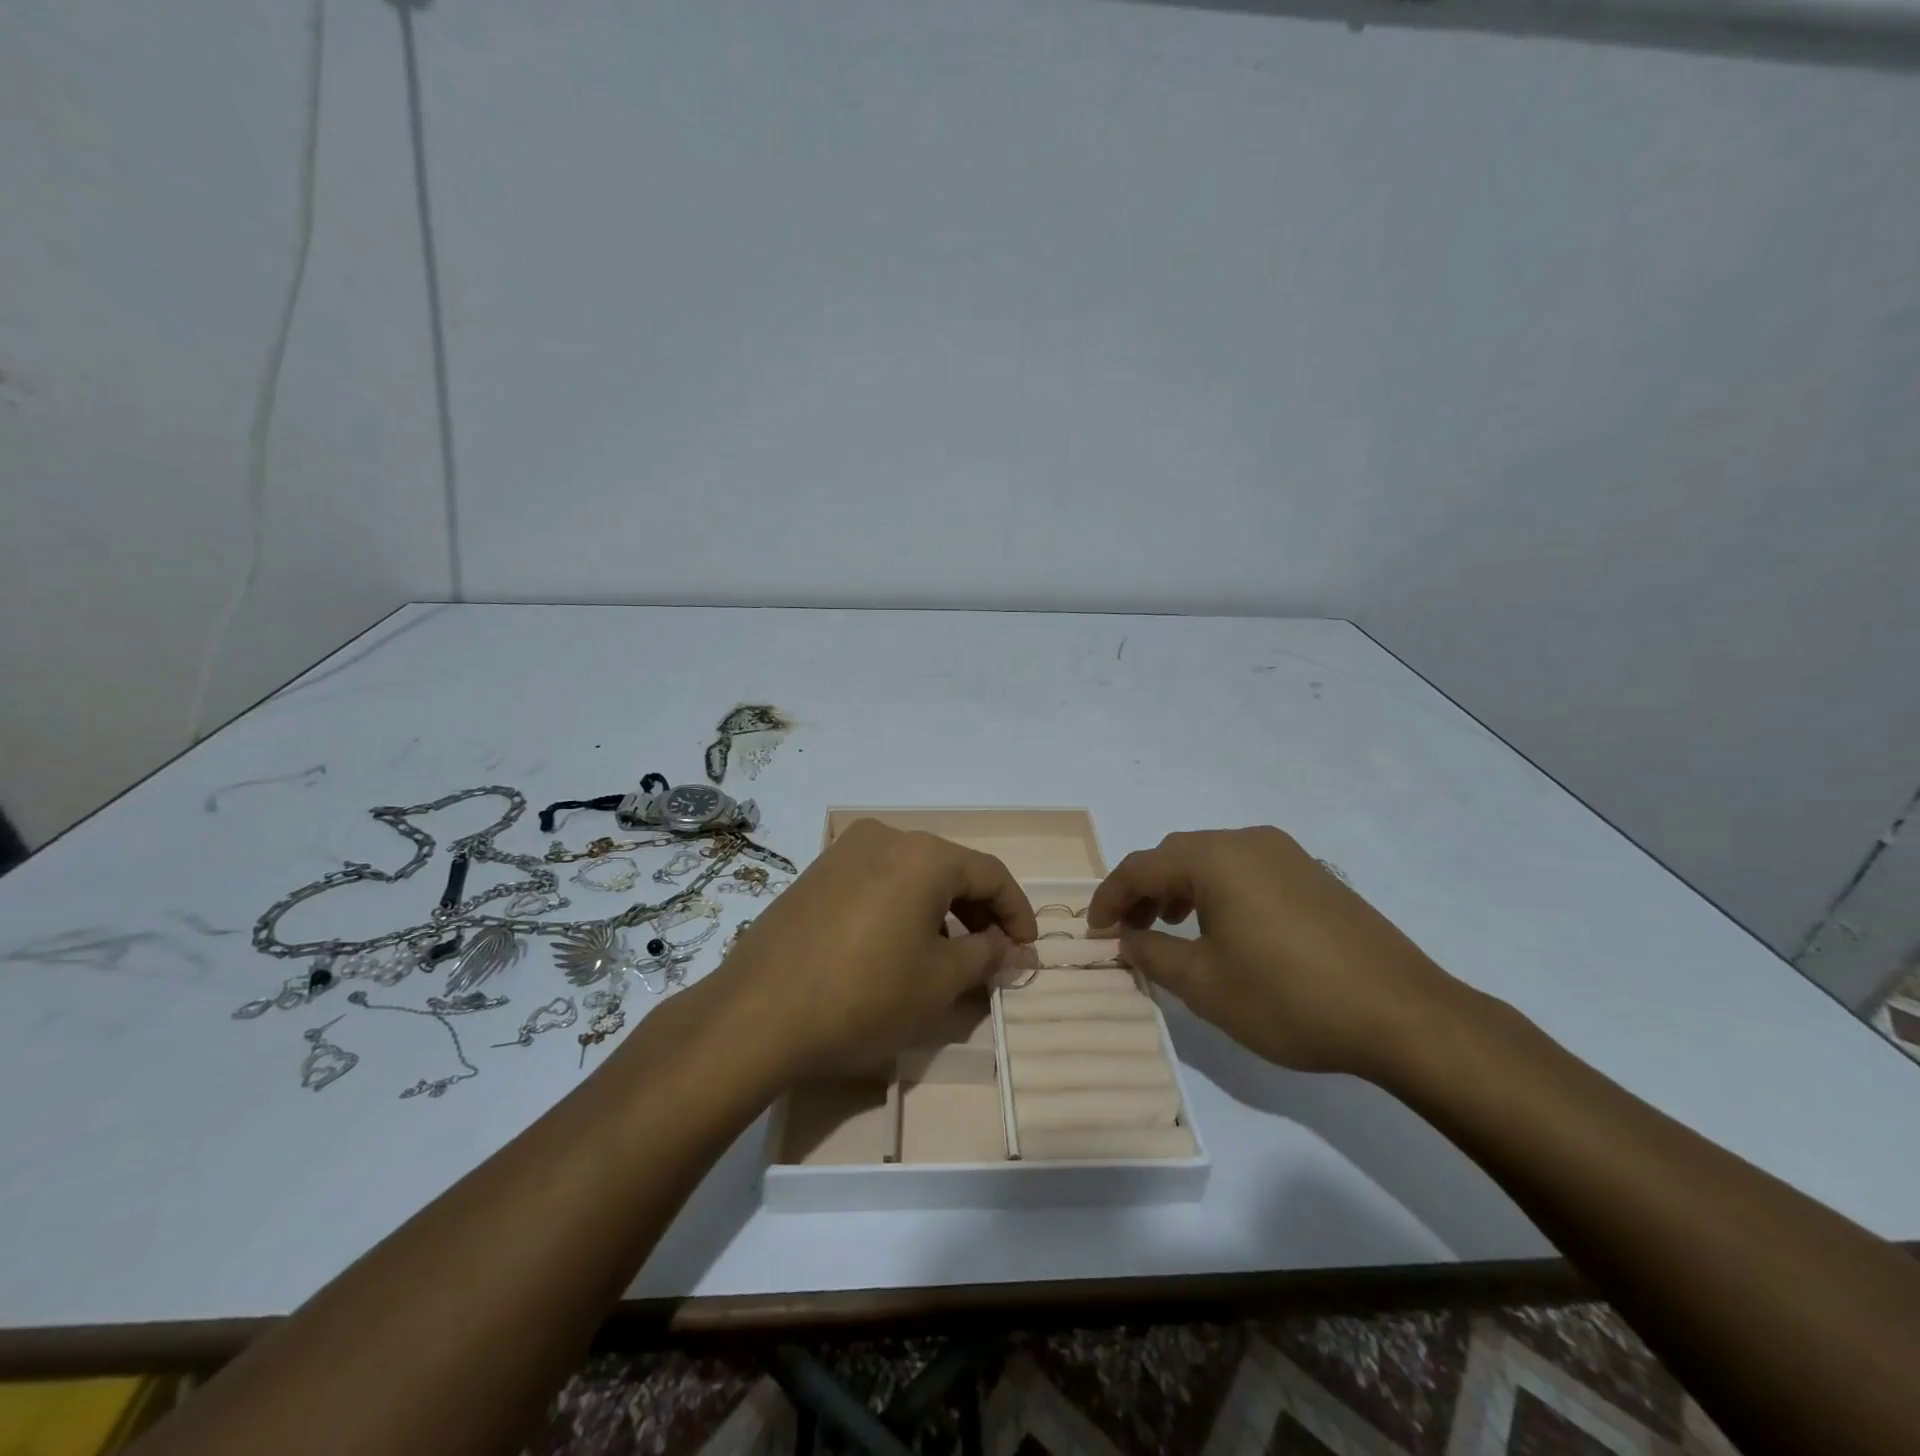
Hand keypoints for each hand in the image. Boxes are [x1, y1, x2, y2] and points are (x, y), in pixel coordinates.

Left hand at [701, 820, 1036, 1082]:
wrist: (757, 1014)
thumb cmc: (864, 996)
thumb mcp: (938, 982)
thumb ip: (987, 956)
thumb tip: (1015, 949)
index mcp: (924, 855)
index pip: (990, 874)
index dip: (1016, 912)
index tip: (1027, 949)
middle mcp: (885, 837)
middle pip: (950, 869)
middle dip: (978, 912)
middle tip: (992, 955)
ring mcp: (844, 852)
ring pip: (911, 875)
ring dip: (939, 911)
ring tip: (946, 956)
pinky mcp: (815, 874)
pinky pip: (876, 882)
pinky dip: (901, 908)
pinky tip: (896, 947)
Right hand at [1087, 827, 1462, 1078]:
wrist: (1404, 1015)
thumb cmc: (1289, 998)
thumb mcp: (1206, 985)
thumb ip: (1153, 956)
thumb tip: (1125, 940)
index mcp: (1216, 858)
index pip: (1142, 867)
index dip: (1110, 898)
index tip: (1094, 930)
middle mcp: (1249, 841)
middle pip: (1176, 855)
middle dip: (1145, 891)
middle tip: (1130, 931)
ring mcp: (1287, 855)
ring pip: (1212, 860)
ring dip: (1181, 889)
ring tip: (1171, 928)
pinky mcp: (1314, 875)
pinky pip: (1246, 870)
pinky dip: (1218, 891)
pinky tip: (1224, 929)